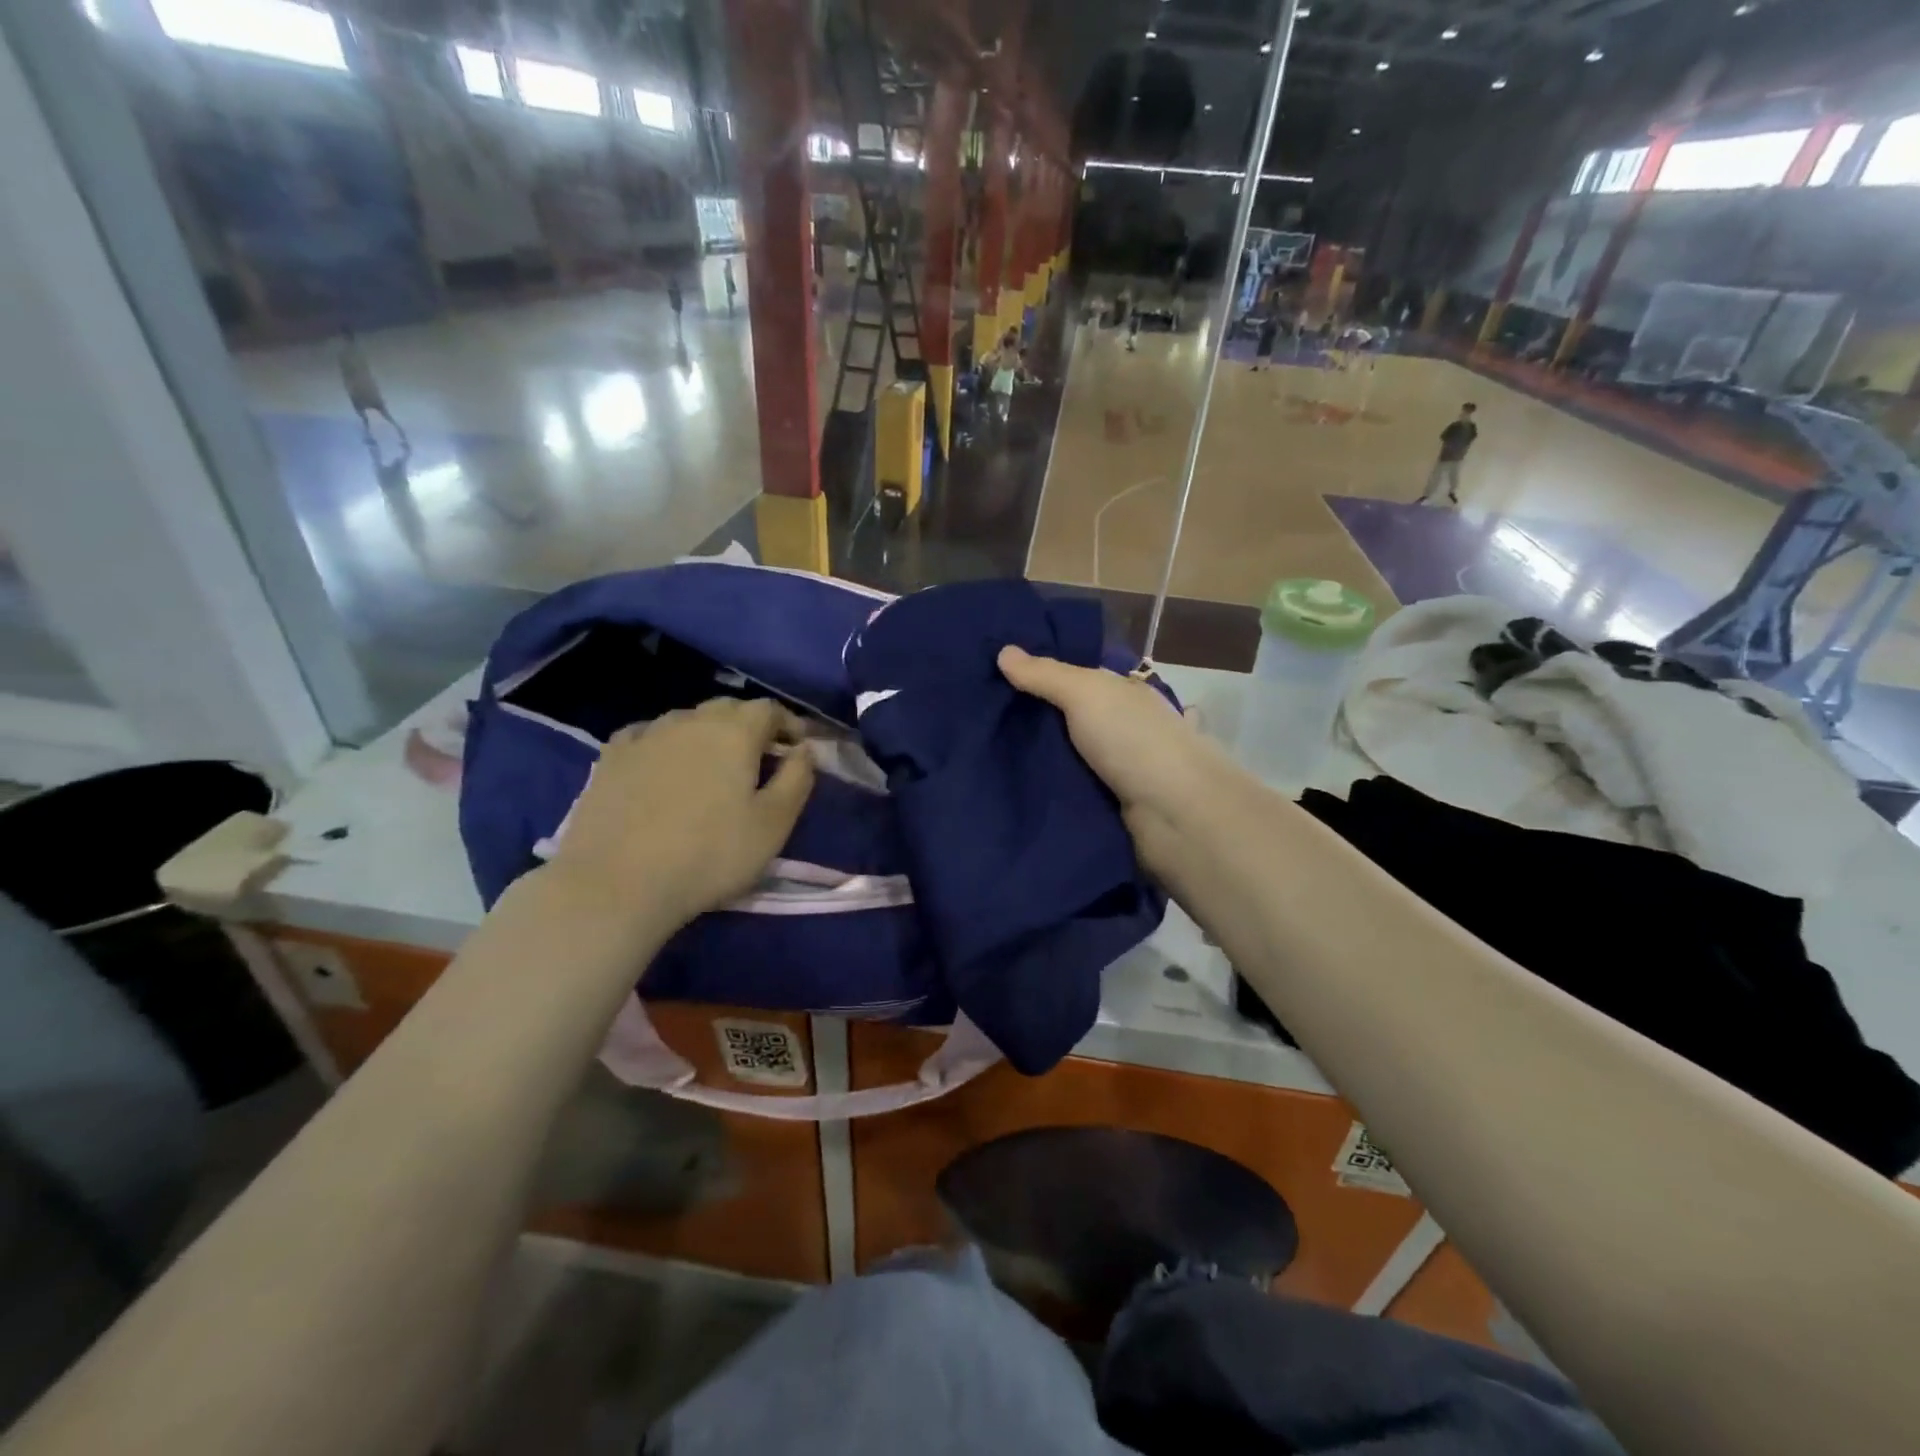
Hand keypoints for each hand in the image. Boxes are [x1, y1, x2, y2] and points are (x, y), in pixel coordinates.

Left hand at [547, 698, 814, 930]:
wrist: (616, 884)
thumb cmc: (709, 855)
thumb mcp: (773, 824)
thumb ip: (797, 779)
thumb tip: (804, 749)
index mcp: (734, 732)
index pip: (769, 709)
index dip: (789, 724)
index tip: (798, 747)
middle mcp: (690, 721)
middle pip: (727, 708)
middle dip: (750, 725)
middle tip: (760, 757)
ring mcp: (646, 735)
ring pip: (687, 719)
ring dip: (707, 733)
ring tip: (712, 764)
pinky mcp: (610, 757)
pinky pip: (648, 735)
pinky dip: (666, 743)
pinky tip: (663, 764)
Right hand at [998, 646, 1231, 875]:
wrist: (1174, 814)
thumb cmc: (1133, 740)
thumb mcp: (1086, 693)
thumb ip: (1045, 674)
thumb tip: (1003, 651)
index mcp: (1127, 694)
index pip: (1079, 678)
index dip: (1042, 675)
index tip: (995, 677)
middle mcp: (1125, 728)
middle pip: (1070, 719)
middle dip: (1033, 720)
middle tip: (978, 719)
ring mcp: (1120, 769)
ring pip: (1068, 757)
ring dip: (1037, 759)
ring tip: (983, 754)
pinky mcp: (1111, 806)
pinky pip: (1071, 791)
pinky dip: (1048, 789)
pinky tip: (1011, 787)